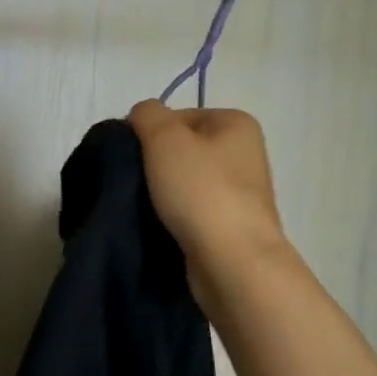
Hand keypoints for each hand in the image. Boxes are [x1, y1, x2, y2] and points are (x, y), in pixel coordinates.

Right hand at [127, 100, 285, 281]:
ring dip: (161, 192)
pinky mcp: (229, 225)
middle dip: (154, 164)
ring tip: (143, 206)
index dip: (149, 133)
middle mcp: (244, 153)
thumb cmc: (201, 191)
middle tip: (133, 182)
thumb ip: (147, 114)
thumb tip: (141, 116)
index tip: (132, 157)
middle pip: (181, 149)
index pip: (177, 116)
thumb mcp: (164, 138)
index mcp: (236, 123)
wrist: (232, 261)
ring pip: (184, 181)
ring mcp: (240, 192)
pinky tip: (159, 225)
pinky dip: (173, 215)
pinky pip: (191, 210)